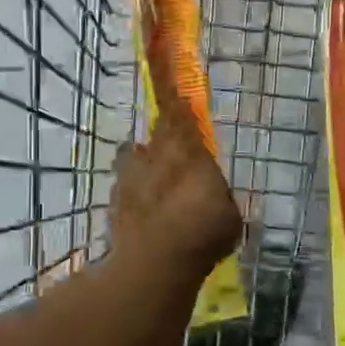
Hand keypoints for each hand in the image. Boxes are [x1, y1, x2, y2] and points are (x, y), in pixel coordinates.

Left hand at [109, 107, 240, 280]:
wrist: (154, 264)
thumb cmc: (202, 234)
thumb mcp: (229, 215)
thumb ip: (219, 195)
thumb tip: (215, 192)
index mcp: (188, 152)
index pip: (178, 113)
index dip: (172, 96)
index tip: (168, 81)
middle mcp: (155, 156)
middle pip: (156, 132)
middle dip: (164, 133)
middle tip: (174, 140)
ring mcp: (129, 177)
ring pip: (134, 156)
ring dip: (144, 160)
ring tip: (155, 177)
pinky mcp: (114, 201)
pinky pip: (125, 184)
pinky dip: (134, 189)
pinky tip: (143, 207)